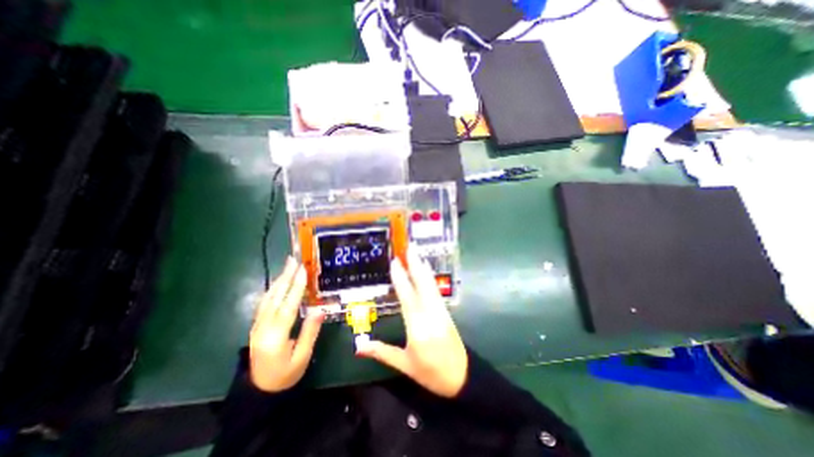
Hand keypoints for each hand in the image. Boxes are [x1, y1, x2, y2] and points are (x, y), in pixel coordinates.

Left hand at [247, 258, 324, 392]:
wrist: (259, 391)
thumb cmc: (285, 375)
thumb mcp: (302, 357)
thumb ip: (310, 332)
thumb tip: (320, 309)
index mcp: (276, 336)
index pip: (288, 306)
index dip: (296, 287)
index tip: (303, 270)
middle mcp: (263, 327)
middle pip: (275, 297)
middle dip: (285, 276)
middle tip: (294, 259)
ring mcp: (257, 326)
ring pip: (267, 298)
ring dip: (278, 280)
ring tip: (287, 265)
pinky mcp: (256, 326)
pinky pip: (264, 303)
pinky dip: (272, 289)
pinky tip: (278, 282)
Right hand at [359, 251, 466, 395]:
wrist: (462, 376)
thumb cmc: (431, 373)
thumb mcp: (405, 365)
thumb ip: (382, 352)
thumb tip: (358, 347)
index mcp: (418, 327)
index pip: (407, 297)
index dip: (401, 277)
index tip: (395, 261)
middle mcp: (430, 314)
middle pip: (422, 284)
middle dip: (415, 264)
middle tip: (408, 247)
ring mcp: (440, 310)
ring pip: (430, 284)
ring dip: (422, 267)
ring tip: (416, 252)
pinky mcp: (445, 311)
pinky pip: (436, 290)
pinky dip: (429, 277)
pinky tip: (426, 269)